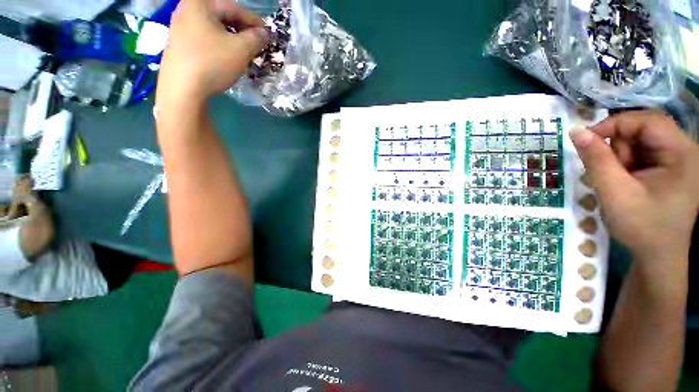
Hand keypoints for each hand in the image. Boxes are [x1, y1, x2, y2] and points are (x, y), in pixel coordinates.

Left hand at [156, 0, 268, 109]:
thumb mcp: (241, 49)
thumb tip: (265, 33)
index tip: (268, 34)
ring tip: (245, 53)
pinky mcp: (178, 44)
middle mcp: (187, 10)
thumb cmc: (212, 63)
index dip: (255, 21)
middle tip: (257, 44)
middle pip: (222, 16)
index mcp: (200, 4)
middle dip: (243, 30)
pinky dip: (220, 45)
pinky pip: (205, 39)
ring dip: (232, 39)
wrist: (182, 89)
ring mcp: (179, 27)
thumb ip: (256, 38)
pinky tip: (227, 58)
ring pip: (214, 29)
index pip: (234, 8)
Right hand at [570, 110, 698, 265]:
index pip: (647, 120)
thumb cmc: (641, 226)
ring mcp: (678, 161)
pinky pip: (642, 154)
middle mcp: (683, 151)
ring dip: (621, 158)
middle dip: (619, 148)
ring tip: (619, 182)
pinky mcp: (669, 169)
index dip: (614, 124)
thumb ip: (596, 159)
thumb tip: (576, 131)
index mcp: (681, 153)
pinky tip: (626, 183)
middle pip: (644, 130)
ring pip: (640, 142)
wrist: (658, 256)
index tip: (586, 140)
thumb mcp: (614, 192)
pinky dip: (626, 165)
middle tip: (609, 173)